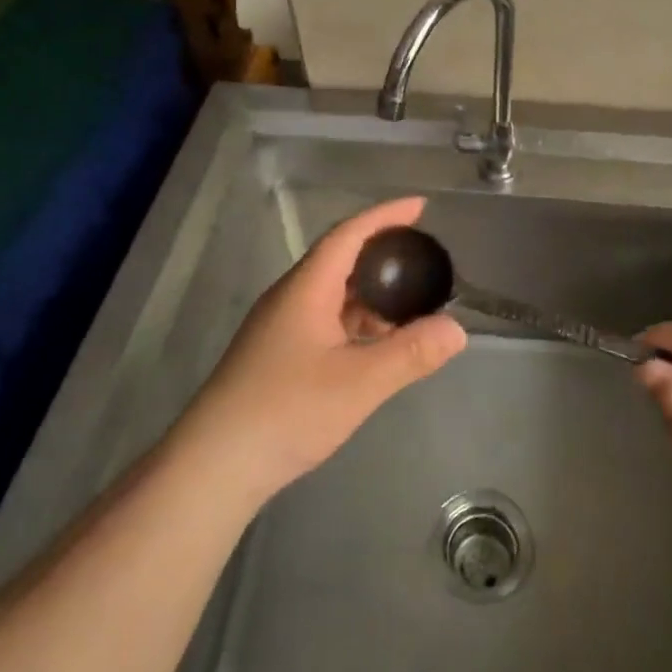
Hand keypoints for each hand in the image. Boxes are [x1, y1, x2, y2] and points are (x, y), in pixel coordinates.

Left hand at [173, 197, 465, 505]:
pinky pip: (324, 321)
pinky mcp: (276, 356)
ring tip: (408, 304)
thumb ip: (410, 353)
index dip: (385, 215)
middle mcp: (290, 298)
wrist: (215, 464)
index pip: (348, 234)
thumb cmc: (287, 411)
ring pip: (331, 294)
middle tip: (422, 258)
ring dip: (369, 293)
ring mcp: (279, 328)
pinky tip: (375, 346)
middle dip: (381, 253)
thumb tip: (457, 329)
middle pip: (339, 260)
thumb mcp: (359, 382)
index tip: (419, 206)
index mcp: (306, 289)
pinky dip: (355, 322)